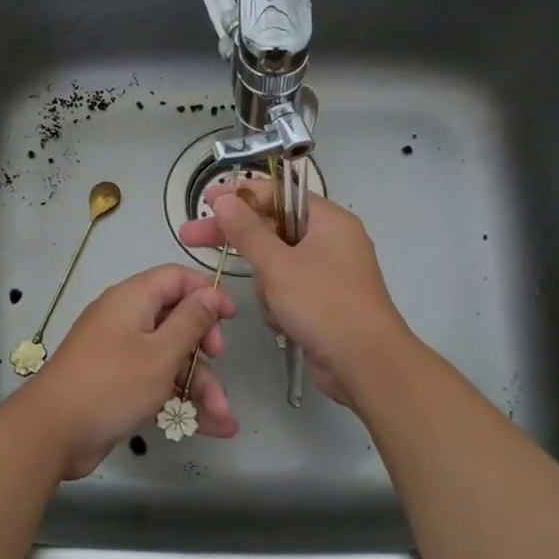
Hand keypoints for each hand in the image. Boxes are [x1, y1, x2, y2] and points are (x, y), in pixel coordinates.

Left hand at [20, 264, 239, 478]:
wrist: (51, 434)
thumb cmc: (111, 384)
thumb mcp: (161, 352)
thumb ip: (191, 321)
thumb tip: (211, 293)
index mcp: (132, 300)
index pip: (176, 278)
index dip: (206, 293)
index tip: (231, 318)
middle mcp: (126, 321)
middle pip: (177, 321)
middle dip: (206, 348)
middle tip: (218, 362)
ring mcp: (121, 354)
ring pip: (171, 359)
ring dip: (200, 386)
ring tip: (225, 419)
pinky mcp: (119, 385)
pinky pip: (157, 383)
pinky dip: (180, 401)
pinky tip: (211, 427)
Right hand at [179, 184, 411, 408]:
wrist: (367, 364)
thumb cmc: (324, 304)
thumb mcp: (278, 265)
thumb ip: (247, 231)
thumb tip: (224, 198)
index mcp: (328, 220)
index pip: (277, 194)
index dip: (239, 195)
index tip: (205, 202)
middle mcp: (330, 240)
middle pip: (272, 228)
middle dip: (239, 242)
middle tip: (191, 238)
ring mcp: (328, 272)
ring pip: (276, 264)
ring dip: (266, 285)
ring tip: (276, 306)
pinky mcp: (324, 301)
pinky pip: (287, 290)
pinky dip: (279, 304)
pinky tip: (283, 323)